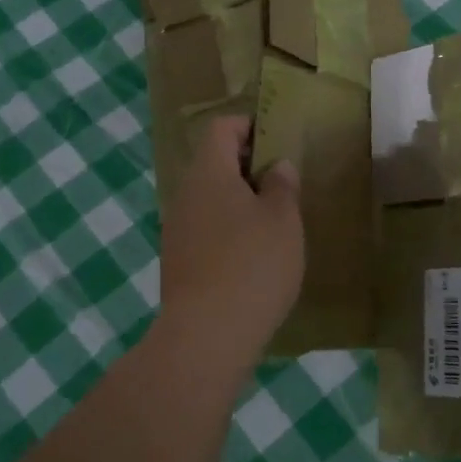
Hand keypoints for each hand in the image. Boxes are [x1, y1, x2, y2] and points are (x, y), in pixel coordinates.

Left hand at [157, 115, 303, 361]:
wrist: (206, 335)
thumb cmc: (253, 265)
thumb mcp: (283, 220)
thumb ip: (282, 185)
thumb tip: (276, 166)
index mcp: (209, 173)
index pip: (222, 128)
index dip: (250, 126)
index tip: (278, 142)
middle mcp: (185, 194)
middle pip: (215, 163)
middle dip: (249, 167)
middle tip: (284, 185)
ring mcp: (176, 229)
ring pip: (210, 198)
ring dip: (240, 201)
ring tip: (274, 223)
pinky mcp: (178, 261)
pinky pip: (205, 228)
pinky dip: (228, 229)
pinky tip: (253, 256)